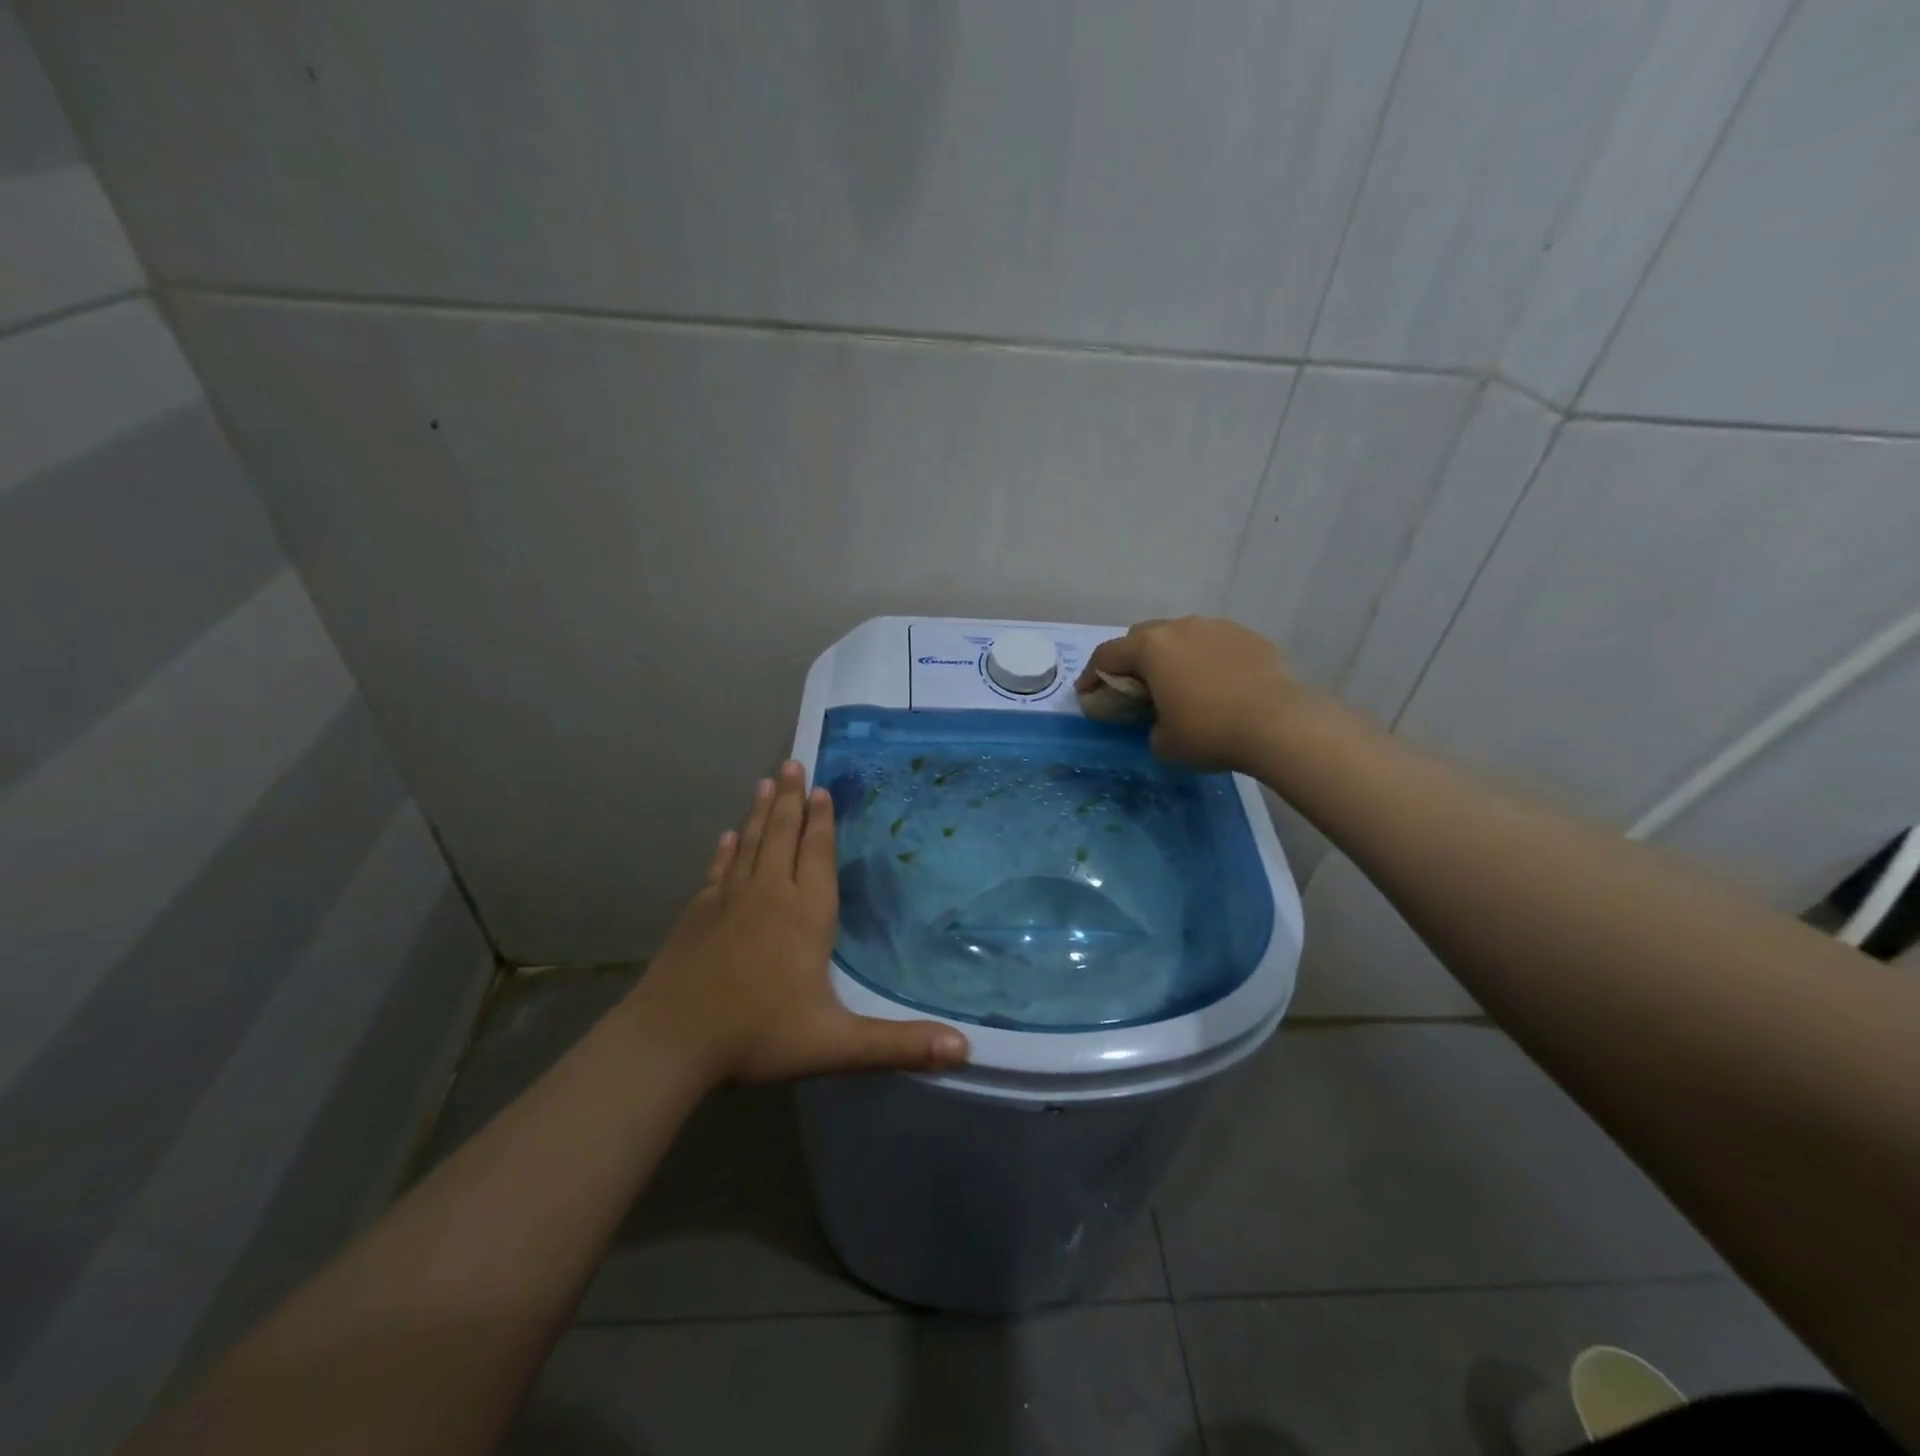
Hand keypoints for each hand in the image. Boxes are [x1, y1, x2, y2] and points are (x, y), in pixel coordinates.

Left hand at [632, 761, 969, 1083]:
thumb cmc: (758, 1036)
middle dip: (791, 799)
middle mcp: (768, 895)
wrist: (670, 1041)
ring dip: (761, 811)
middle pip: (783, 835)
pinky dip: (727, 849)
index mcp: (805, 915)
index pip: (817, 855)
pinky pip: (719, 869)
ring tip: (767, 781)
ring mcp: (728, 900)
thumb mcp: (837, 1045)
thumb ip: (899, 1044)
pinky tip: (728, 835)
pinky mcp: (698, 913)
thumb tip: (965, 1049)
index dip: (822, 821)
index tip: (822, 789)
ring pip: (751, 843)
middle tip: (793, 762)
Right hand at [1078, 616, 1303, 772]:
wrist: (1279, 724)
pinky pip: (1213, 644)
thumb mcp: (1163, 743)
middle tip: (1132, 687)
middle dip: (1131, 659)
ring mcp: (1217, 627)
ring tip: (1177, 683)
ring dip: (1170, 656)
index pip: (1107, 655)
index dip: (1091, 675)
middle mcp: (1180, 628)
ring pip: (1180, 636)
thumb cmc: (1209, 733)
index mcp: (1151, 649)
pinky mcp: (1247, 636)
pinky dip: (1204, 660)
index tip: (1087, 694)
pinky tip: (1215, 684)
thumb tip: (1161, 721)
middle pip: (1142, 637)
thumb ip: (1149, 726)